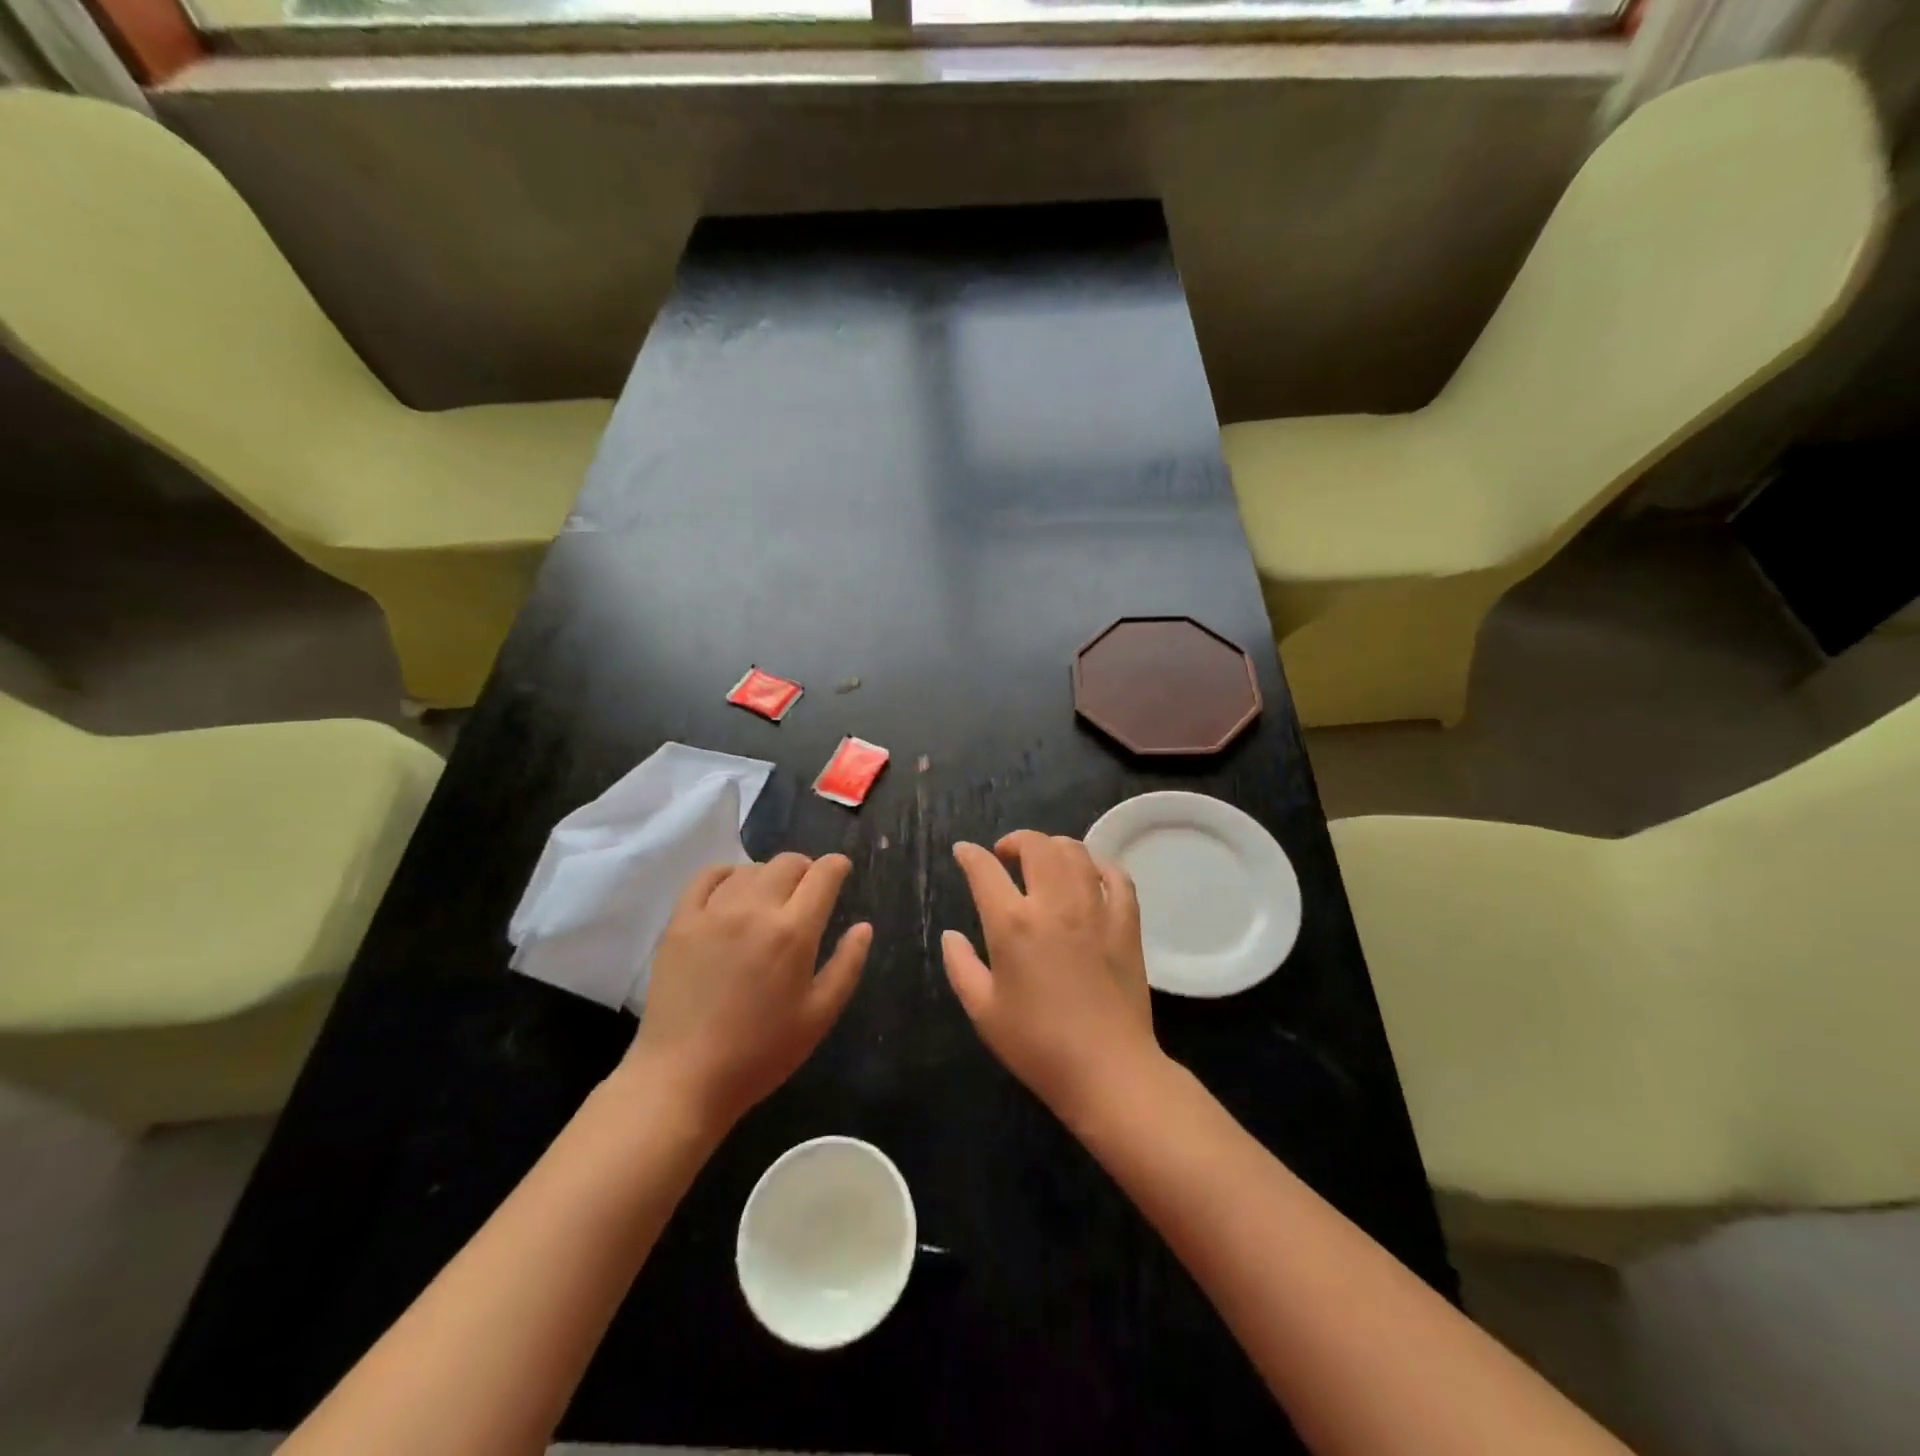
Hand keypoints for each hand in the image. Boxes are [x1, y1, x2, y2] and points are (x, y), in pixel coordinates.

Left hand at [623, 853, 869, 1130]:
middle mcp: (754, 910)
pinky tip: (732, 890)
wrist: (683, 1078)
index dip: (837, 866)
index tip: (840, 871)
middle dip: (806, 868)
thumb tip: (864, 926)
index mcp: (793, 932)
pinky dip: (727, 874)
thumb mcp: (819, 1016)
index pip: (822, 875)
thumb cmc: (760, 1053)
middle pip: (787, 863)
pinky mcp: (680, 922)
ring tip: (770, 896)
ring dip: (769, 875)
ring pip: (750, 869)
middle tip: (808, 889)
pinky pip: (707, 877)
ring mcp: (713, 912)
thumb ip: (847, 965)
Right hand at [942, 832, 1161, 1121]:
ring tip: (1044, 860)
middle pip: (1036, 846)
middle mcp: (1054, 903)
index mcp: (1012, 923)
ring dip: (1054, 846)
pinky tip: (1090, 875)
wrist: (1108, 1070)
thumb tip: (950, 935)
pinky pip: (1117, 877)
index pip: (984, 870)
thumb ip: (960, 966)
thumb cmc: (1037, 1045)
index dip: (969, 855)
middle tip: (1005, 855)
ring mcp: (1095, 909)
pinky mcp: (1126, 923)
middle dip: (1015, 840)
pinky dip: (1100, 866)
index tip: (964, 852)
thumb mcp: (983, 1010)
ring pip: (1076, 852)